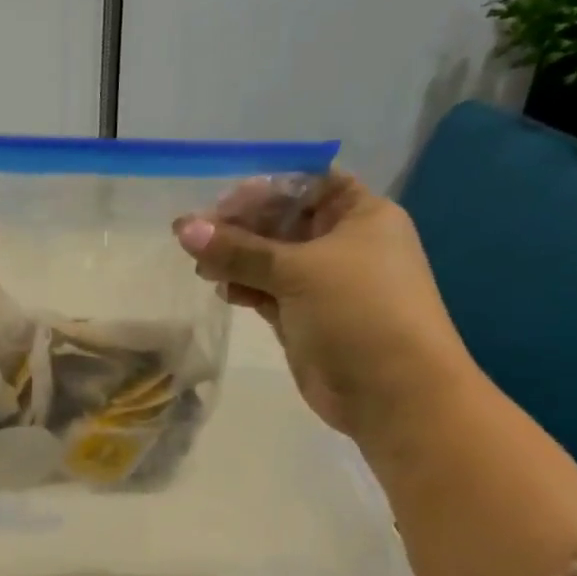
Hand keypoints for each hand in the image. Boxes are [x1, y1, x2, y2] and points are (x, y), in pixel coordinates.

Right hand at [173, 173, 472, 437]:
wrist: (393, 392)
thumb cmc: (357, 312)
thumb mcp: (297, 271)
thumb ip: (238, 250)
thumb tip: (183, 228)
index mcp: (360, 215)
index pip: (306, 183)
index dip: (263, 189)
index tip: (219, 203)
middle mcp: (344, 243)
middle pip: (282, 220)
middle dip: (239, 227)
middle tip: (194, 237)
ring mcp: (324, 282)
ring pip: (271, 259)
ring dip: (236, 259)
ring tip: (201, 268)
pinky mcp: (306, 316)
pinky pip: (268, 291)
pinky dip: (245, 287)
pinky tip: (221, 290)